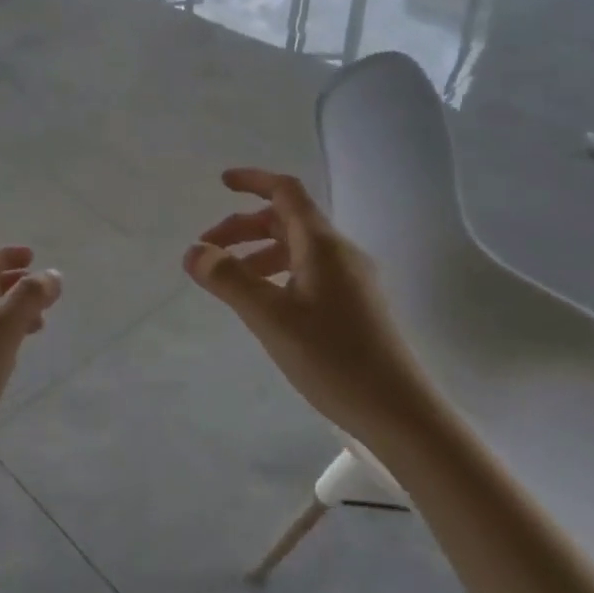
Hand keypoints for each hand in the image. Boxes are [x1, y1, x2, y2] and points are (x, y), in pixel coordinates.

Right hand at [184, 169, 421, 442]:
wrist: (400, 412)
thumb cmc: (333, 358)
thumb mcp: (270, 318)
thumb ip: (229, 280)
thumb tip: (194, 251)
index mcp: (323, 245)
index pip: (286, 191)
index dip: (253, 180)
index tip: (221, 184)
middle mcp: (341, 253)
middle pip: (287, 220)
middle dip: (245, 227)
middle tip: (208, 249)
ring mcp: (353, 279)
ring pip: (298, 249)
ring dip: (259, 253)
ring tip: (230, 281)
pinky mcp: (357, 305)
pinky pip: (309, 272)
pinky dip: (278, 274)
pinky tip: (266, 304)